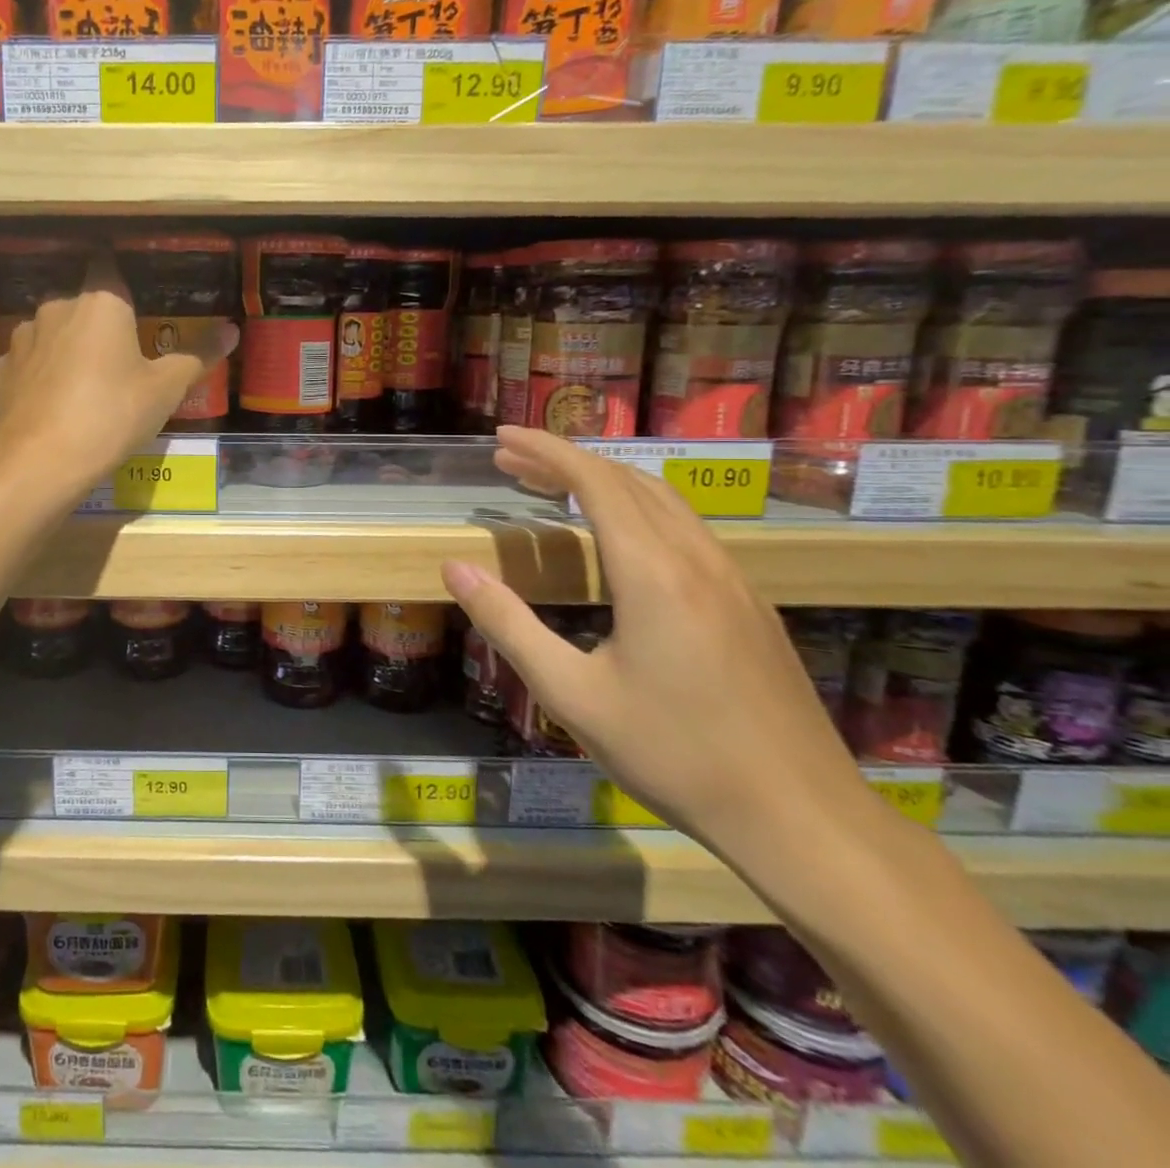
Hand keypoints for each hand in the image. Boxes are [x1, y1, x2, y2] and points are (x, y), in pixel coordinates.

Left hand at [0, 252, 237, 492]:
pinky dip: (40, 377)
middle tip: (120, 362)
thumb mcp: (165, 390)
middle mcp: (57, 308)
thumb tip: (231, 331)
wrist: (41, 460)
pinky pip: (28, 365)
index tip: (137, 309)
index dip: (124, 289)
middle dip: (98, 327)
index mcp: (101, 303)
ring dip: (66, 350)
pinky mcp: (0, 371)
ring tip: (84, 387)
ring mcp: (22, 339)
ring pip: (51, 334)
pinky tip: (52, 405)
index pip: (111, 270)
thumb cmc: (113, 414)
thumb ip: (197, 356)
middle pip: (82, 306)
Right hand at [443, 427, 868, 851]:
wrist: (801, 818)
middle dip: (565, 460)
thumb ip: (508, 624)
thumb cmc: (675, 755)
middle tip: (510, 463)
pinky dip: (637, 510)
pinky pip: (686, 530)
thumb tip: (457, 568)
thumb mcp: (572, 695)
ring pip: (663, 501)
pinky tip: (617, 541)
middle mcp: (697, 559)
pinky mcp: (749, 605)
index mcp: (653, 572)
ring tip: (553, 489)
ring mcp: (732, 580)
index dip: (545, 450)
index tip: (501, 438)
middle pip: (628, 481)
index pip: (594, 480)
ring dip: (604, 483)